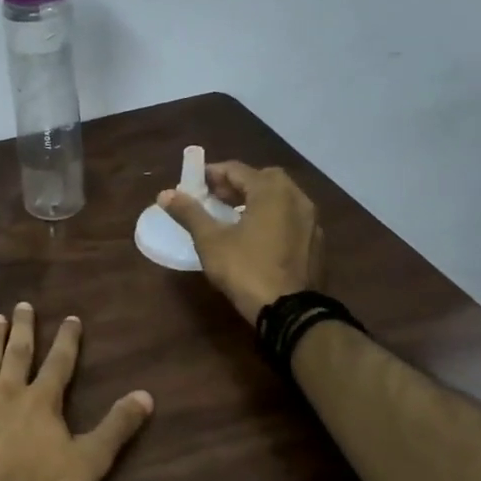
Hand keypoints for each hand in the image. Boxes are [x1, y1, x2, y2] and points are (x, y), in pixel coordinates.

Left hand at [0, 302, 153, 480]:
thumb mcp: (89, 462)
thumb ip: (116, 428)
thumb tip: (146, 395)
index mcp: (42, 401)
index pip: (59, 363)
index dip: (67, 340)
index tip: (71, 318)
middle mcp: (9, 391)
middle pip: (18, 353)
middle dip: (23, 329)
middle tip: (23, 305)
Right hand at [158, 161, 323, 324]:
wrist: (290, 311)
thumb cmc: (245, 269)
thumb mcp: (210, 241)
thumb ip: (189, 213)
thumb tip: (164, 194)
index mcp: (271, 191)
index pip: (237, 169)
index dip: (212, 173)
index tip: (192, 183)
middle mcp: (297, 197)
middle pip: (263, 179)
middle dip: (236, 184)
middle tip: (213, 198)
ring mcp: (311, 220)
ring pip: (280, 198)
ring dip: (256, 199)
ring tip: (233, 216)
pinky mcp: (316, 242)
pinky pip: (290, 217)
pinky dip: (272, 216)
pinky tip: (257, 236)